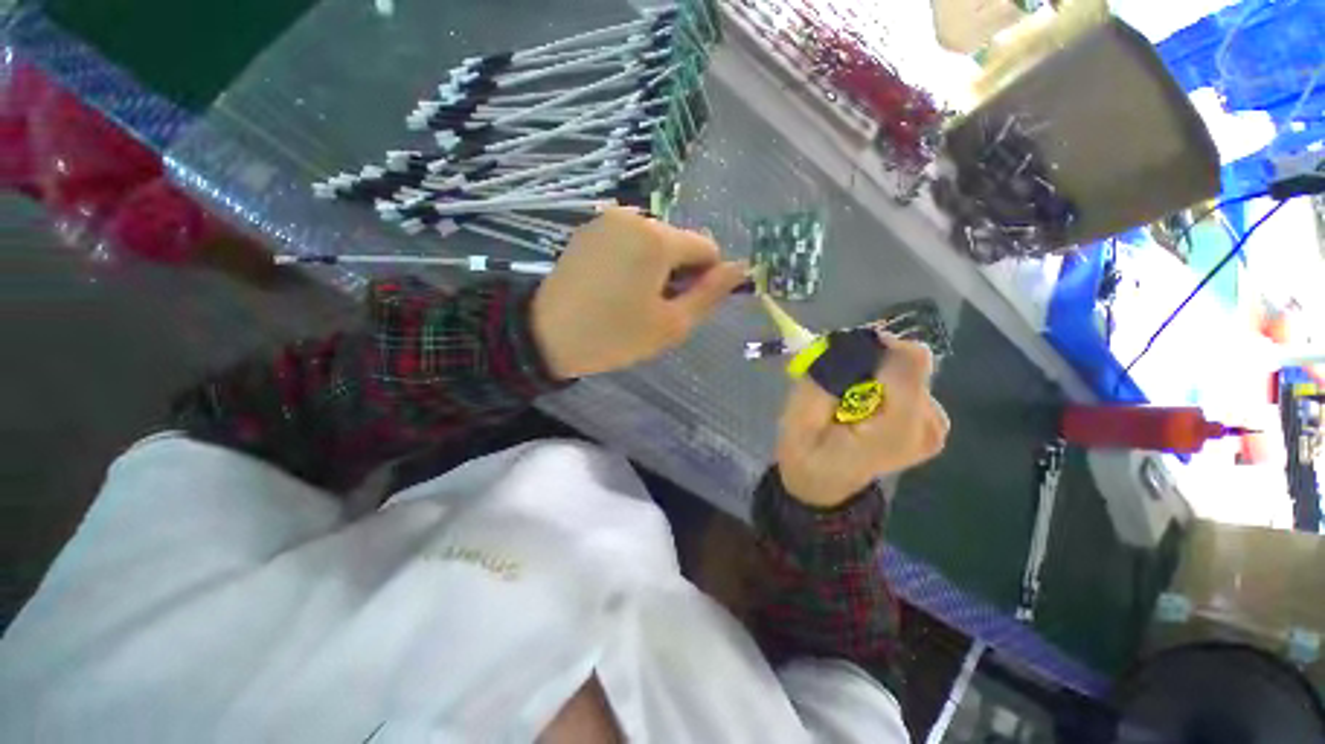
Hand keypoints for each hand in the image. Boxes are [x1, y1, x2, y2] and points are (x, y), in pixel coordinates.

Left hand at [532, 208, 747, 378]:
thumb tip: (740, 268)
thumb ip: (710, 294)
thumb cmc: (615, 334)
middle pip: (679, 243)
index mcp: (658, 238)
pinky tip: (613, 287)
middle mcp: (634, 217)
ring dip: (655, 269)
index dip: (704, 280)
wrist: (545, 335)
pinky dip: (633, 261)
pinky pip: (629, 241)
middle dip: (677, 273)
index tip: (680, 305)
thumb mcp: (672, 324)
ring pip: (655, 242)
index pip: (707, 249)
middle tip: (653, 307)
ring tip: (631, 299)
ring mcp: (607, 219)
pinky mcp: (589, 229)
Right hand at [776, 334, 949, 508]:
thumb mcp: (798, 418)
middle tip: (839, 380)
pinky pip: (912, 383)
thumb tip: (846, 342)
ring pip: (909, 369)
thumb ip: (822, 380)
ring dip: (876, 373)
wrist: (823, 484)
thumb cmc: (806, 454)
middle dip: (870, 362)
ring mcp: (936, 426)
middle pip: (910, 362)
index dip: (874, 347)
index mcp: (896, 430)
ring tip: (849, 397)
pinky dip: (886, 384)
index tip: (841, 354)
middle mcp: (928, 426)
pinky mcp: (934, 422)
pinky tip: (866, 402)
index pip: (909, 362)